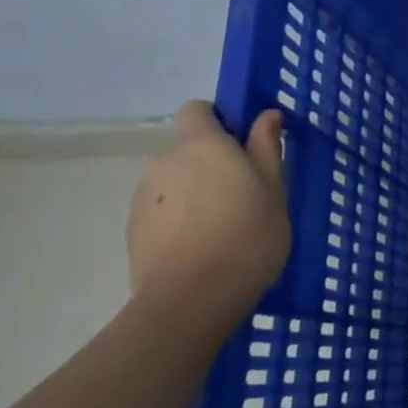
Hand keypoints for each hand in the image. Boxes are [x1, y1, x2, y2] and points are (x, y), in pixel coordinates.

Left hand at [127, 101, 289, 310]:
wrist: (193, 298)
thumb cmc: (248, 235)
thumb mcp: (274, 190)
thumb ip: (267, 148)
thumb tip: (266, 115)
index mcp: (202, 145)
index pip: (197, 109)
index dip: (218, 121)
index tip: (242, 145)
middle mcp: (165, 161)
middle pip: (187, 149)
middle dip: (210, 164)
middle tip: (244, 196)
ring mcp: (143, 196)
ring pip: (174, 182)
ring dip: (194, 194)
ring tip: (223, 228)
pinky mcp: (133, 229)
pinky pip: (162, 211)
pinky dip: (179, 220)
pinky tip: (201, 247)